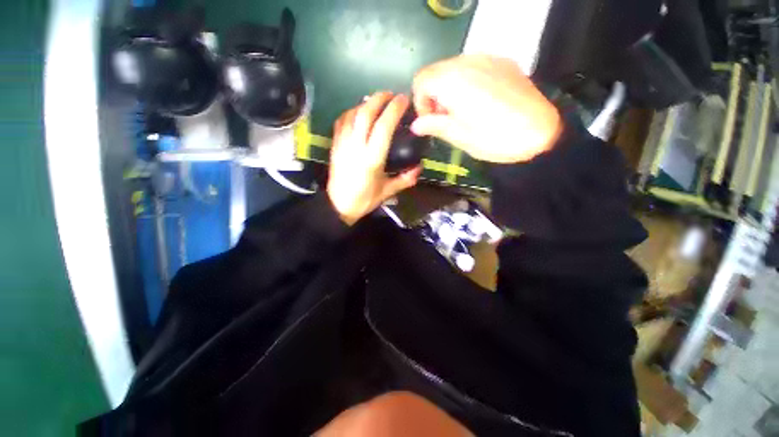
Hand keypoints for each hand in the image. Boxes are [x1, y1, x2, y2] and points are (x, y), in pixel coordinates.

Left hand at [327, 92, 421, 224]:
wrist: (338, 205)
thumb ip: (405, 179)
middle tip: (391, 94)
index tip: (403, 100)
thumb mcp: (387, 192)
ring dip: (365, 103)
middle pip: (366, 113)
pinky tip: (358, 112)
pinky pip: (342, 121)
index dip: (394, 110)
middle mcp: (356, 147)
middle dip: (379, 98)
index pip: (384, 127)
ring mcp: (342, 144)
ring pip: (353, 114)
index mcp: (371, 159)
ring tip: (377, 101)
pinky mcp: (334, 145)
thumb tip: (419, 169)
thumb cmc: (364, 200)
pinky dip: (351, 112)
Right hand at [411, 55, 561, 162]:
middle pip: (437, 71)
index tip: (429, 121)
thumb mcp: (459, 136)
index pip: (421, 80)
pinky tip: (480, 101)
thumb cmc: (494, 139)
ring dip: (449, 88)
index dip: (420, 102)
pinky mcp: (503, 62)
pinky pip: (475, 66)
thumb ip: (434, 125)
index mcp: (453, 81)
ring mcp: (488, 58)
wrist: (541, 133)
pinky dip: (467, 81)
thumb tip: (416, 125)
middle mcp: (468, 61)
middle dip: (434, 94)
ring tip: (462, 111)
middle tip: (445, 118)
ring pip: (454, 67)